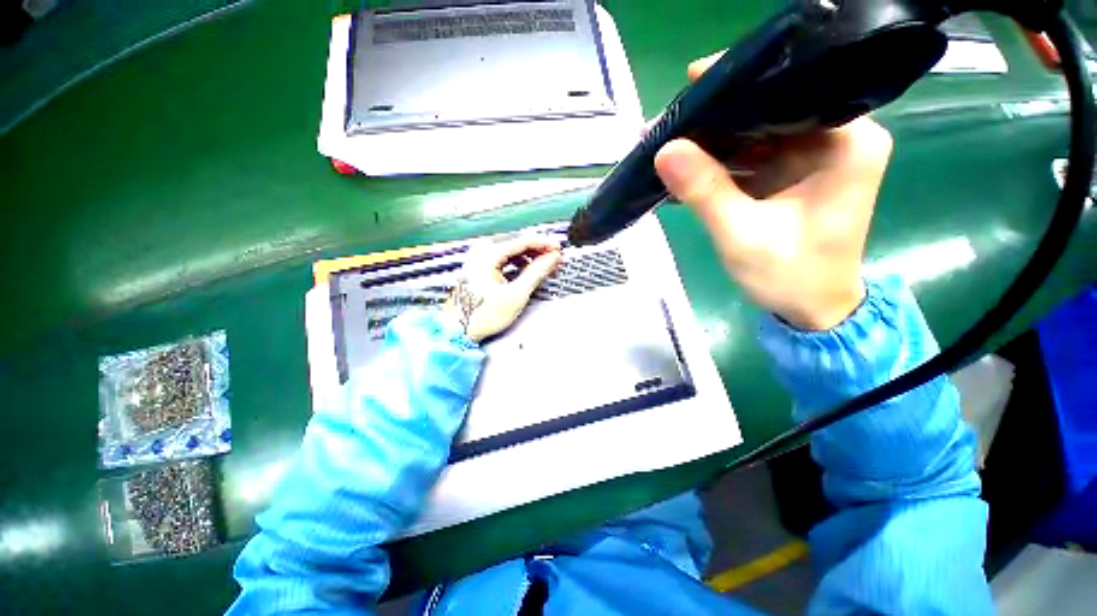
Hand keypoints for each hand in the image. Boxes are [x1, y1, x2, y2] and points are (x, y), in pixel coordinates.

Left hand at [444, 235, 562, 342]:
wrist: (457, 330)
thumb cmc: (482, 315)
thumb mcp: (515, 295)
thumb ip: (536, 273)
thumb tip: (551, 259)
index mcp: (488, 254)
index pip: (523, 241)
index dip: (545, 244)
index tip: (559, 249)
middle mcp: (481, 251)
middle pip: (517, 244)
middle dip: (539, 252)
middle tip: (556, 259)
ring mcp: (479, 258)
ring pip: (512, 251)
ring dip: (530, 258)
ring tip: (545, 266)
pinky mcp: (479, 266)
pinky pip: (504, 259)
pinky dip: (518, 263)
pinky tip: (528, 271)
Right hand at [654, 52, 891, 330]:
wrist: (811, 310)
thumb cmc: (790, 277)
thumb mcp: (742, 235)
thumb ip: (705, 191)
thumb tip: (663, 150)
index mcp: (847, 142)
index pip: (789, 91)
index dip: (736, 88)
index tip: (689, 86)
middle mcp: (837, 137)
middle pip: (769, 110)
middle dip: (715, 119)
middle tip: (665, 123)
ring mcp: (813, 155)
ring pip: (755, 133)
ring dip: (710, 141)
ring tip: (666, 141)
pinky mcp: (792, 173)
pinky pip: (751, 156)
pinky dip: (718, 162)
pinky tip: (685, 164)